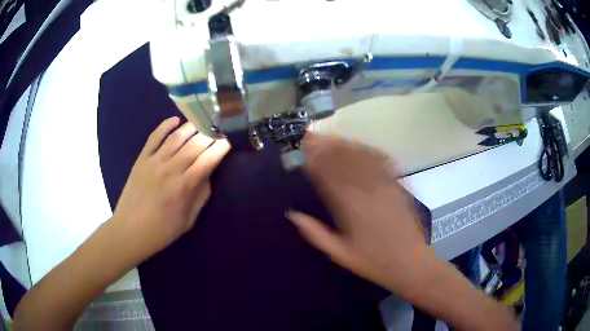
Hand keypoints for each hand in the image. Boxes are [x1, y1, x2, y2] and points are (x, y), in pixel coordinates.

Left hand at [113, 117, 229, 261]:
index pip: (208, 160)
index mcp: (184, 187)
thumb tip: (208, 173)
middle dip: (211, 133)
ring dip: (192, 126)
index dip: (222, 147)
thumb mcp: (189, 220)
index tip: (231, 138)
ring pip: (176, 137)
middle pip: (195, 144)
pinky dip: (165, 126)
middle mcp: (171, 169)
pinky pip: (154, 137)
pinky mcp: (142, 159)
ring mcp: (154, 161)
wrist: (130, 230)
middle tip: (219, 126)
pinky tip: (175, 120)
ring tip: (203, 119)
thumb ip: (201, 196)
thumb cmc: (162, 230)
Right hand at [287, 133, 428, 298]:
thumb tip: (293, 215)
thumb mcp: (340, 254)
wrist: (410, 261)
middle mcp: (367, 191)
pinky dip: (367, 150)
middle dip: (326, 146)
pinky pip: (380, 162)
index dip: (314, 160)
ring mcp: (384, 185)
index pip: (328, 176)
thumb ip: (315, 233)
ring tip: (329, 137)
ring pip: (361, 157)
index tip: (303, 151)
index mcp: (350, 208)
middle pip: (344, 161)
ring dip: (343, 145)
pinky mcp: (397, 185)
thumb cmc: (374, 261)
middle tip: (311, 136)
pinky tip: (358, 146)